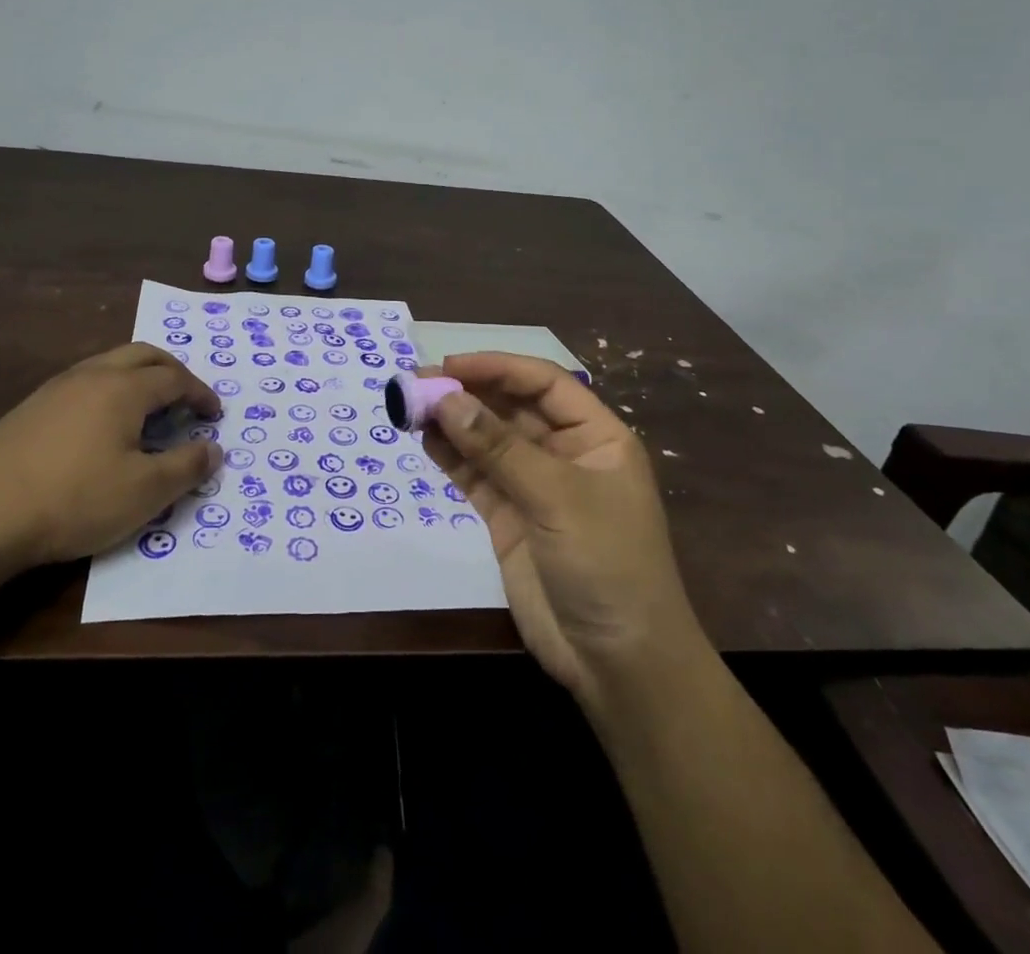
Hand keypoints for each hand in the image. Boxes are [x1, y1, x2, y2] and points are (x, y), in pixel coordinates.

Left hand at [0, 344, 219, 580]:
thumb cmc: (74, 500)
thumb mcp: (144, 492)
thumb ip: (186, 467)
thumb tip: (214, 448)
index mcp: (124, 388)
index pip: (175, 378)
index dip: (200, 394)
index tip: (214, 414)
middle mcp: (91, 375)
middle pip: (143, 355)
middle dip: (172, 371)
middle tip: (187, 396)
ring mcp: (55, 388)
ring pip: (109, 364)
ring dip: (138, 377)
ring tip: (148, 408)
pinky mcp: (29, 408)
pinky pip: (83, 383)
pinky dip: (109, 391)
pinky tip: (101, 426)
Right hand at [422, 353, 704, 707]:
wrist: (619, 663)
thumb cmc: (607, 564)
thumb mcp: (557, 498)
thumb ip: (499, 448)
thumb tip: (446, 399)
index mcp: (595, 435)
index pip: (543, 382)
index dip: (496, 367)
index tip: (449, 366)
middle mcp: (564, 452)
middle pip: (510, 407)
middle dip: (467, 393)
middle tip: (417, 383)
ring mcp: (534, 486)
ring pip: (487, 440)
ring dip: (452, 422)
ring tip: (410, 407)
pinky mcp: (509, 517)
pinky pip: (476, 476)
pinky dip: (451, 456)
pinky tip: (424, 439)